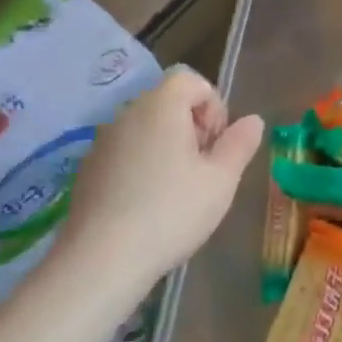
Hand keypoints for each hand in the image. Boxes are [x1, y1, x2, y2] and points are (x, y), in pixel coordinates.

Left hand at [58, 68, 264, 298]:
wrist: (101, 261)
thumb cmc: (172, 211)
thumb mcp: (223, 179)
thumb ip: (240, 143)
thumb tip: (253, 120)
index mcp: (160, 108)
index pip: (191, 80)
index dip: (214, 106)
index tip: (217, 145)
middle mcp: (127, 115)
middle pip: (168, 102)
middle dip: (194, 127)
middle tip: (206, 168)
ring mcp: (102, 143)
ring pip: (147, 129)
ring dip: (170, 147)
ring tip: (181, 189)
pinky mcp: (88, 171)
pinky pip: (126, 153)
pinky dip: (144, 166)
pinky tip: (151, 204)